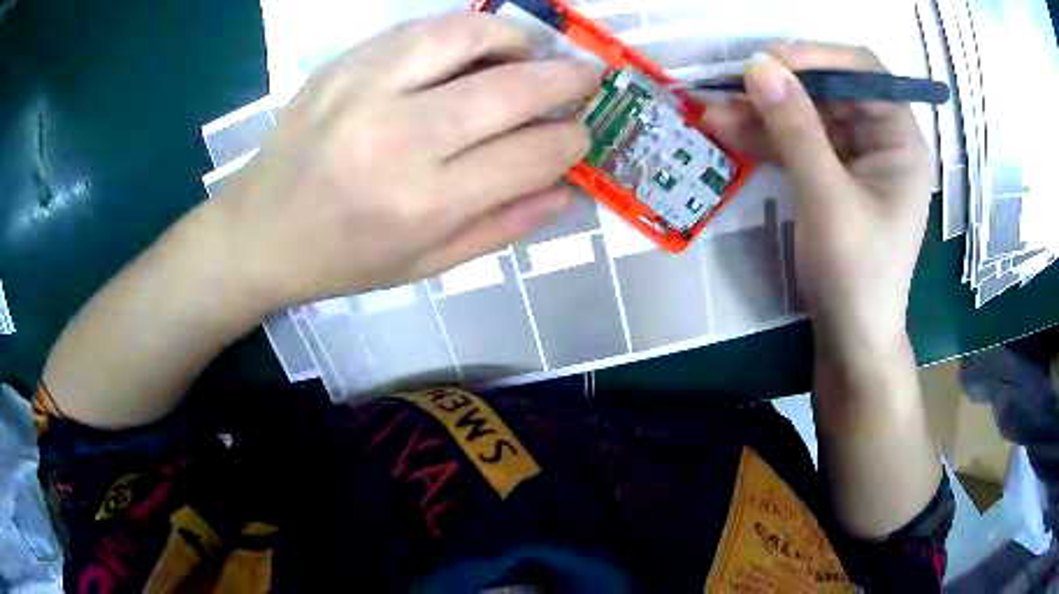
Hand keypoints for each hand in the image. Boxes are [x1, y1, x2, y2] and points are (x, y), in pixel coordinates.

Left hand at [213, 13, 598, 310]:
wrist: (258, 232)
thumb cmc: (342, 260)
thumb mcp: (425, 266)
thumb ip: (502, 226)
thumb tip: (567, 187)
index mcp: (423, 204)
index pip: (530, 155)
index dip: (572, 140)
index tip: (582, 134)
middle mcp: (398, 139)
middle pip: (511, 90)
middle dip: (567, 80)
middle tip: (588, 77)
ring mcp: (365, 90)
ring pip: (467, 36)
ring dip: (517, 39)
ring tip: (533, 53)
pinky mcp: (343, 65)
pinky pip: (421, 28)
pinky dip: (464, 30)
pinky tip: (476, 46)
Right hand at [704, 44, 931, 353]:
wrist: (851, 337)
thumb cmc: (856, 274)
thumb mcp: (827, 198)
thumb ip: (796, 129)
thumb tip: (758, 66)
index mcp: (900, 140)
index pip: (864, 71)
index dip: (818, 57)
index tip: (769, 62)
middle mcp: (882, 140)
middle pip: (830, 91)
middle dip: (779, 89)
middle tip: (728, 88)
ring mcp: (857, 159)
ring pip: (808, 116)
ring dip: (763, 114)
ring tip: (713, 113)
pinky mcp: (834, 176)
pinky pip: (800, 143)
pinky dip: (767, 138)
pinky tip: (730, 133)